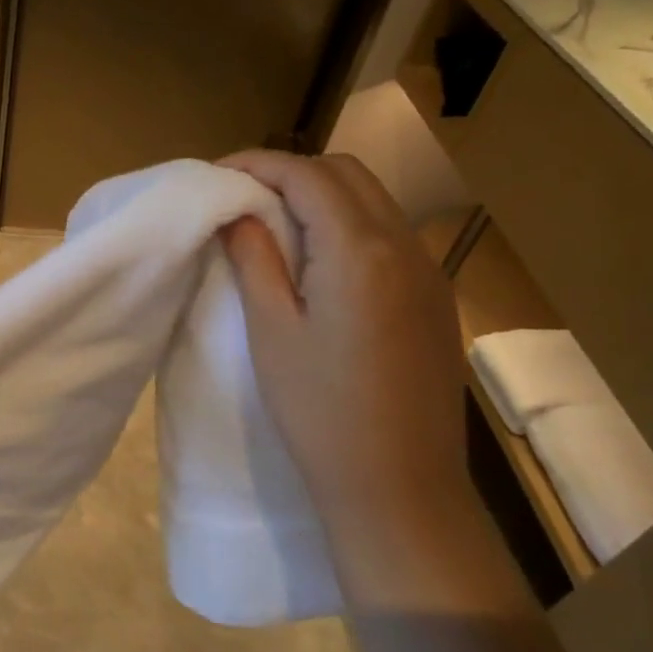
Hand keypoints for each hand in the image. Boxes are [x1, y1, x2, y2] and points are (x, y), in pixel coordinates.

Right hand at [219, 151, 464, 508]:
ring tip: (274, 221)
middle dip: (291, 171)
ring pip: (374, 200)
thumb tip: (236, 211)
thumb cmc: (320, 411)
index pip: (307, 175)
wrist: (400, 487)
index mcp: (359, 250)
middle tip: (242, 195)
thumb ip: (255, 258)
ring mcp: (429, 272)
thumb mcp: (272, 331)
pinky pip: (390, 234)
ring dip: (322, 194)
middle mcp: (404, 246)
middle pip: (347, 173)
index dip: (257, 164)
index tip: (216, 174)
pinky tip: (320, 258)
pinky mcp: (436, 299)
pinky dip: (349, 222)